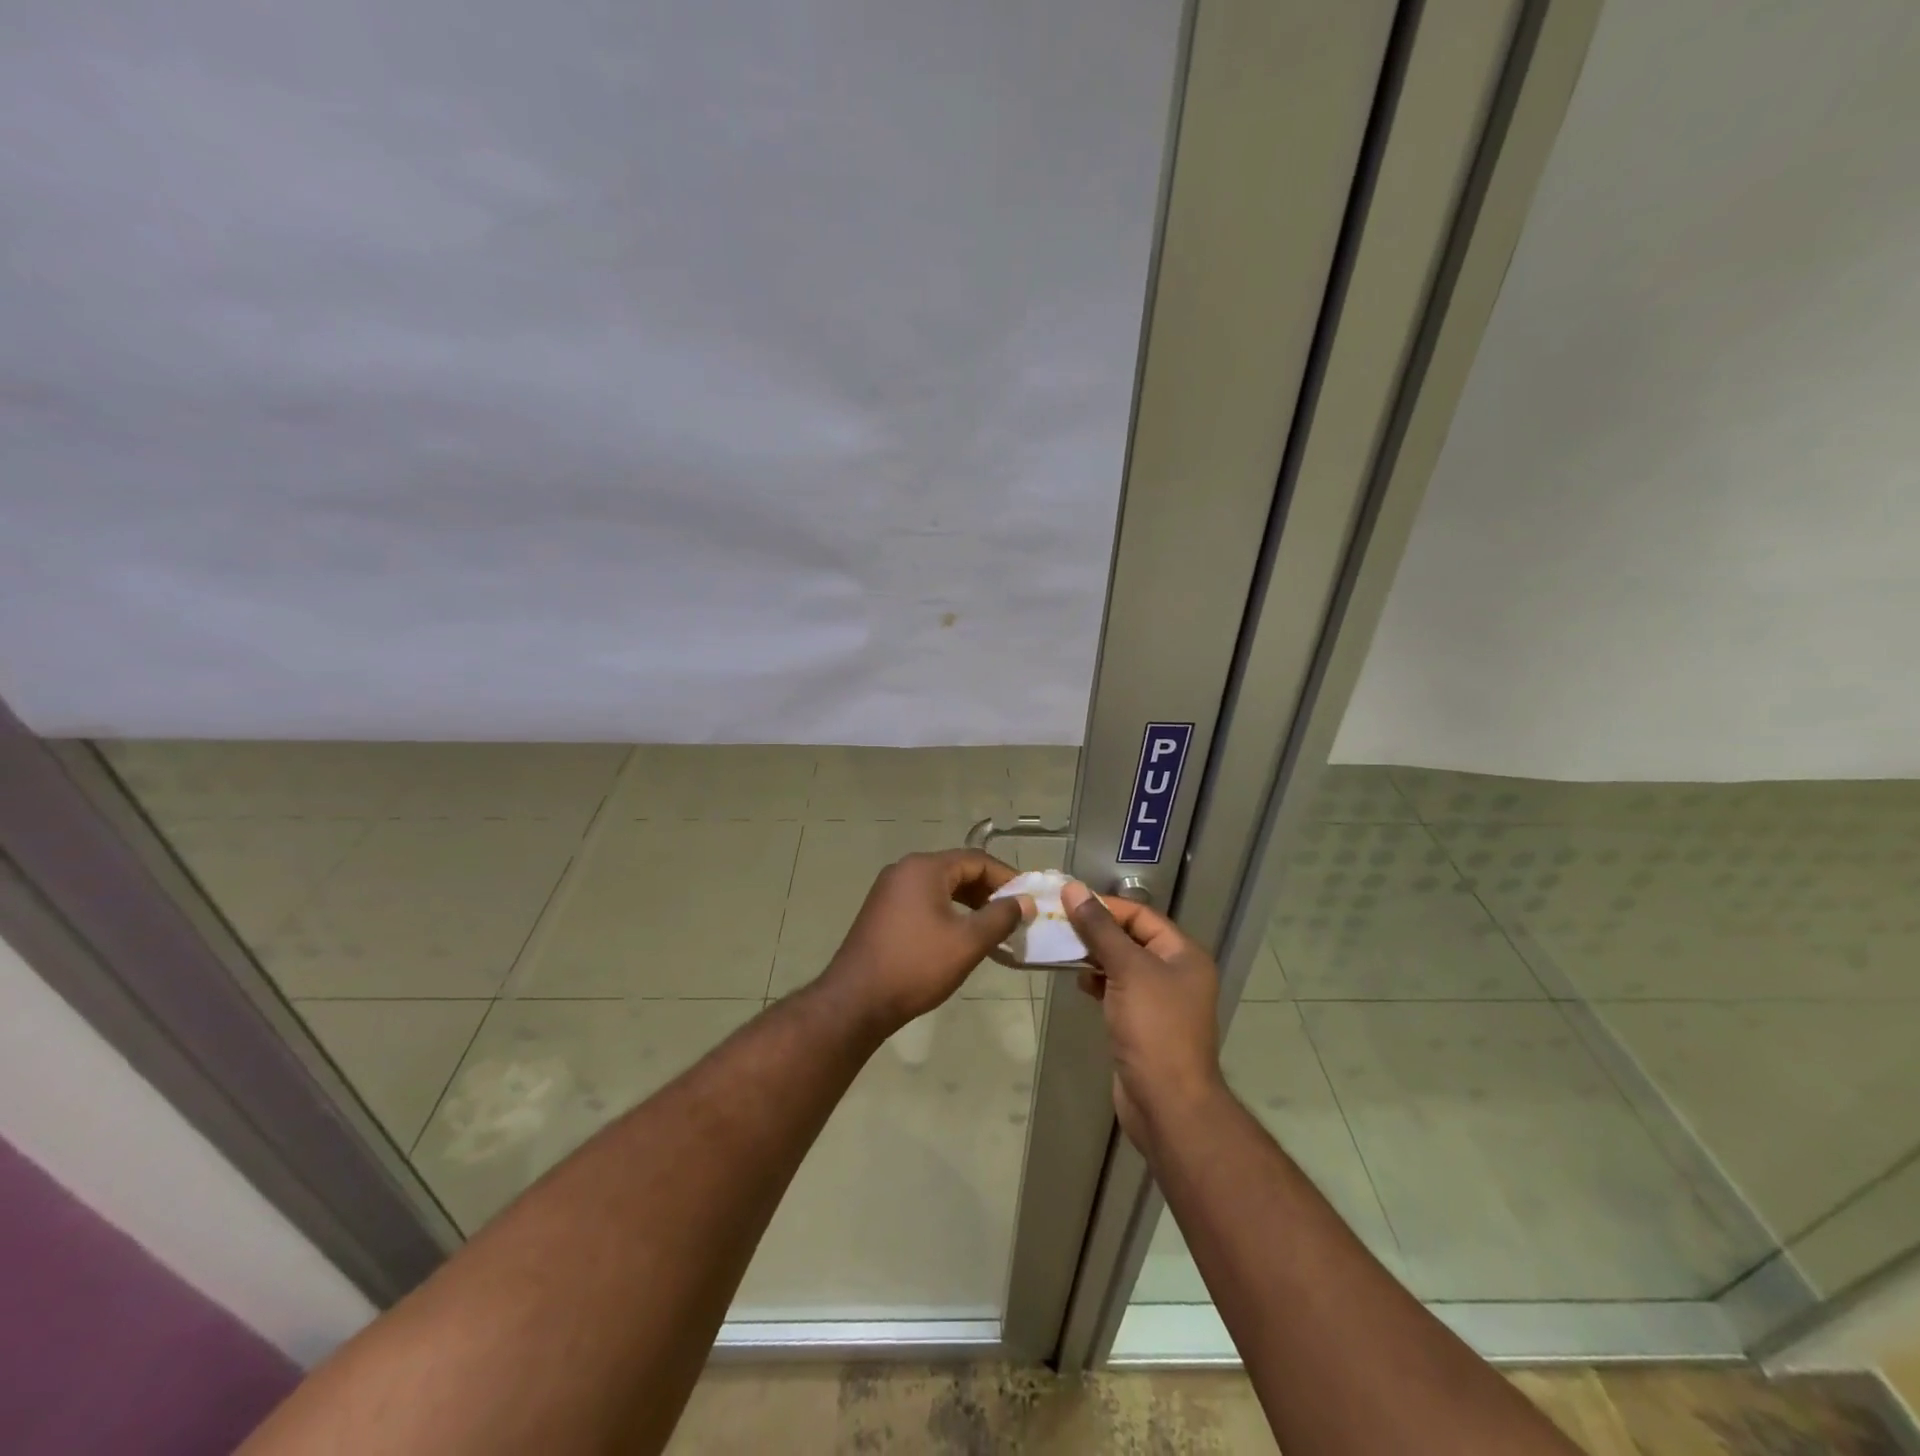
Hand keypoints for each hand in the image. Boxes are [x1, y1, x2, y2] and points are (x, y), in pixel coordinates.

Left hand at [818, 848, 1030, 1035]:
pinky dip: (948, 912)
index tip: (1029, 899)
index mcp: (924, 868)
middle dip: (989, 891)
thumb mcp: (967, 942)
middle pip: (957, 870)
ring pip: (941, 887)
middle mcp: (904, 870)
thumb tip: (1024, 902)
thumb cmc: (916, 965)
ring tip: (993, 928)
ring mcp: (889, 890)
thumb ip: (1000, 917)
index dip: (1007, 877)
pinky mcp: (882, 911)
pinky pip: (924, 901)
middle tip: (1014, 915)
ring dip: (970, 903)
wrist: (856, 1001)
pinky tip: (961, 937)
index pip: (976, 860)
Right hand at [1063, 881, 1224, 1152]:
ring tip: (1061, 950)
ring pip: (1121, 965)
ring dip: (1093, 956)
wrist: (1167, 1103)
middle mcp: (1175, 972)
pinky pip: (1117, 990)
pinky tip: (1077, 982)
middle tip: (1057, 924)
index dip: (1105, 906)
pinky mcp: (1142, 1024)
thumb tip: (1073, 889)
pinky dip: (1097, 982)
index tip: (1066, 902)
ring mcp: (1159, 1000)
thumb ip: (1099, 929)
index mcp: (1183, 954)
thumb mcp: (1127, 970)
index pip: (1141, 915)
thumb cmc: (1154, 1028)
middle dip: (1095, 931)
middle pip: (1131, 938)